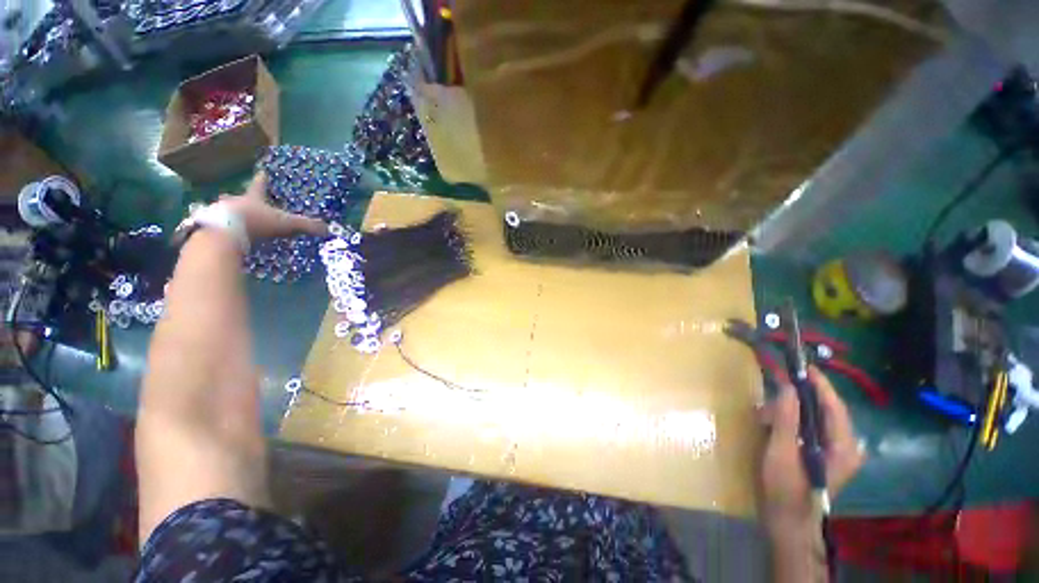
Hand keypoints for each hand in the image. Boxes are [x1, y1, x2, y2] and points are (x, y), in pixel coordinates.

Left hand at [216, 172, 328, 240]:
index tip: (262, 172)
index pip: (260, 185)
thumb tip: (328, 229)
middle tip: (235, 198)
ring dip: (226, 213)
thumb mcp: (286, 223)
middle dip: (237, 198)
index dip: (262, 179)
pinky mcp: (209, 227)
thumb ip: (306, 225)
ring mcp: (219, 213)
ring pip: (223, 210)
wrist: (223, 233)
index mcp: (253, 198)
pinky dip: (220, 229)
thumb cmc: (256, 222)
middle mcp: (234, 202)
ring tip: (229, 220)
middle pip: (236, 197)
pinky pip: (215, 226)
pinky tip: (222, 235)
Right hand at [759, 367, 864, 537]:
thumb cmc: (785, 488)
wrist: (787, 522)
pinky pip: (808, 428)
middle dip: (797, 399)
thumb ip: (786, 419)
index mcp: (843, 446)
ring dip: (790, 412)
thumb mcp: (782, 451)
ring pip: (814, 418)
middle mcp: (845, 446)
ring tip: (765, 416)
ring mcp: (834, 452)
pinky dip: (790, 422)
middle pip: (825, 410)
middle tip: (772, 394)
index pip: (834, 405)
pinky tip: (772, 425)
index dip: (819, 383)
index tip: (802, 365)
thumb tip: (788, 387)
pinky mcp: (822, 455)